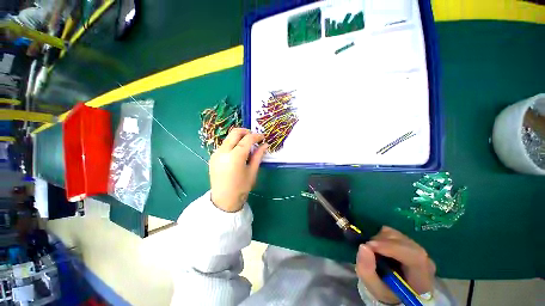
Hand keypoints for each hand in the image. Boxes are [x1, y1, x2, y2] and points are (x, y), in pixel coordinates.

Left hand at [209, 128, 267, 211]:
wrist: (224, 200)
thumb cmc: (241, 187)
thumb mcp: (252, 171)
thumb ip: (258, 155)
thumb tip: (265, 145)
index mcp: (235, 157)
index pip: (247, 139)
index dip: (256, 136)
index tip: (262, 137)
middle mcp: (223, 152)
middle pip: (235, 133)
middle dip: (246, 132)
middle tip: (254, 137)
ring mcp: (216, 153)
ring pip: (229, 138)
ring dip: (239, 138)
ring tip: (247, 146)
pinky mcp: (213, 157)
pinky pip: (224, 145)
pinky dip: (233, 144)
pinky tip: (238, 153)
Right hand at [356, 226, 435, 303]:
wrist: (392, 288)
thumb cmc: (385, 290)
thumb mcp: (374, 287)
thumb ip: (367, 271)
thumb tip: (363, 246)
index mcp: (422, 279)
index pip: (415, 257)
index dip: (392, 248)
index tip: (370, 246)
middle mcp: (425, 262)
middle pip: (405, 243)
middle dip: (382, 242)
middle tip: (367, 247)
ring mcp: (417, 249)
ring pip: (397, 235)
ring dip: (380, 238)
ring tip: (372, 249)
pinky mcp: (408, 242)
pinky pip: (392, 232)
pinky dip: (380, 236)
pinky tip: (377, 246)